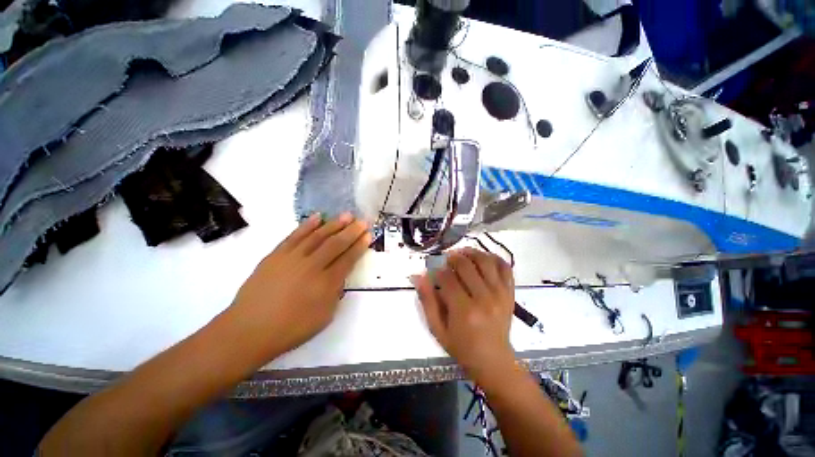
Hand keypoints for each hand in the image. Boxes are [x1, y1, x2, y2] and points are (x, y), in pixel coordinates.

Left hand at [228, 213, 370, 358]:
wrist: (249, 329)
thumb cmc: (291, 328)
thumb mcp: (324, 317)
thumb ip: (336, 293)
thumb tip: (339, 275)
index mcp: (326, 283)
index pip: (348, 259)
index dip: (359, 246)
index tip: (368, 235)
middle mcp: (312, 266)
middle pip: (336, 244)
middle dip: (352, 231)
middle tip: (362, 221)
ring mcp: (292, 258)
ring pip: (318, 236)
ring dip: (334, 224)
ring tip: (346, 215)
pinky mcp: (276, 255)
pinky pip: (295, 236)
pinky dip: (307, 225)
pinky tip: (318, 217)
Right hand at [412, 247, 516, 380]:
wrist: (493, 360)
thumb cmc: (461, 346)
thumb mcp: (437, 328)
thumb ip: (427, 301)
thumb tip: (418, 276)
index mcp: (464, 310)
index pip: (447, 278)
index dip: (437, 270)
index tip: (434, 271)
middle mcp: (484, 299)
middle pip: (466, 265)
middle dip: (452, 258)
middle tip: (446, 259)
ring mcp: (500, 294)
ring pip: (485, 261)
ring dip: (471, 253)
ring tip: (462, 253)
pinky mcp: (510, 293)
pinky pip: (504, 267)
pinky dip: (493, 258)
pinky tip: (482, 259)